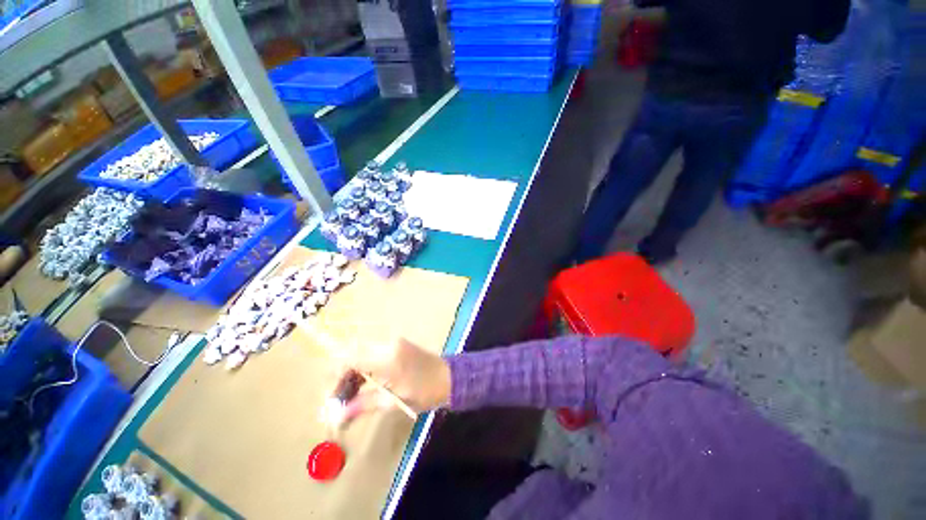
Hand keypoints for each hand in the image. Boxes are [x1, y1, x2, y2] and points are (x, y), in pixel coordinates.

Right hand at [334, 338, 451, 423]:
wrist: (449, 376)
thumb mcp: (395, 402)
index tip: (331, 399)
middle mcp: (387, 344)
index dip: (335, 377)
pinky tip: (362, 385)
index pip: (350, 359)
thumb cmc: (425, 392)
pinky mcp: (396, 344)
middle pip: (352, 353)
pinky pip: (371, 353)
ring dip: (351, 372)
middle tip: (339, 401)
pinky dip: (363, 368)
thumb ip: (364, 404)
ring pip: (360, 353)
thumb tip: (338, 416)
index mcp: (388, 358)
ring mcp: (392, 342)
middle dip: (341, 376)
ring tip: (349, 397)